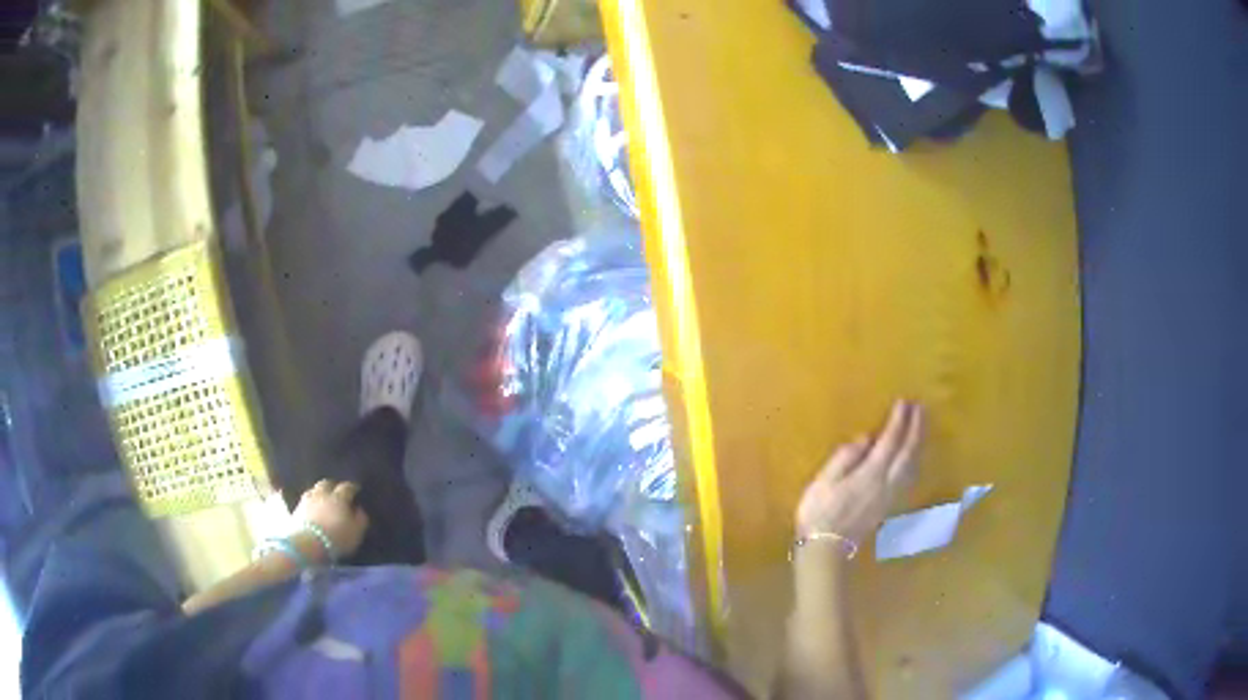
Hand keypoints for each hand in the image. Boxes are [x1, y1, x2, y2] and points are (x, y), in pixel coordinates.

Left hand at [293, 480, 369, 558]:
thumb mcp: (356, 532)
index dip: (352, 487)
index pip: (347, 487)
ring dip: (319, 491)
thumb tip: (359, 509)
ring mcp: (308, 500)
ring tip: (323, 497)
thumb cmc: (336, 538)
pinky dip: (310, 500)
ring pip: (314, 489)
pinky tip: (312, 505)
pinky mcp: (297, 508)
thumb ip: (360, 519)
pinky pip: (305, 499)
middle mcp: (322, 494)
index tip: (356, 489)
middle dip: (333, 485)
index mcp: (339, 498)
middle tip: (337, 491)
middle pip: (327, 483)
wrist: (308, 544)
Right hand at [795, 400, 923, 546]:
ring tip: (922, 425)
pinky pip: (910, 476)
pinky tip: (915, 456)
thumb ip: (846, 457)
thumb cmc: (819, 513)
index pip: (890, 441)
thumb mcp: (824, 481)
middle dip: (916, 427)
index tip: (905, 401)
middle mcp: (887, 483)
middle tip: (921, 407)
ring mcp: (891, 495)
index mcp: (871, 474)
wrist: (826, 549)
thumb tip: (866, 438)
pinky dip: (916, 460)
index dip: (899, 420)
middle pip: (909, 451)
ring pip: (913, 464)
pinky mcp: (890, 505)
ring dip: (920, 442)